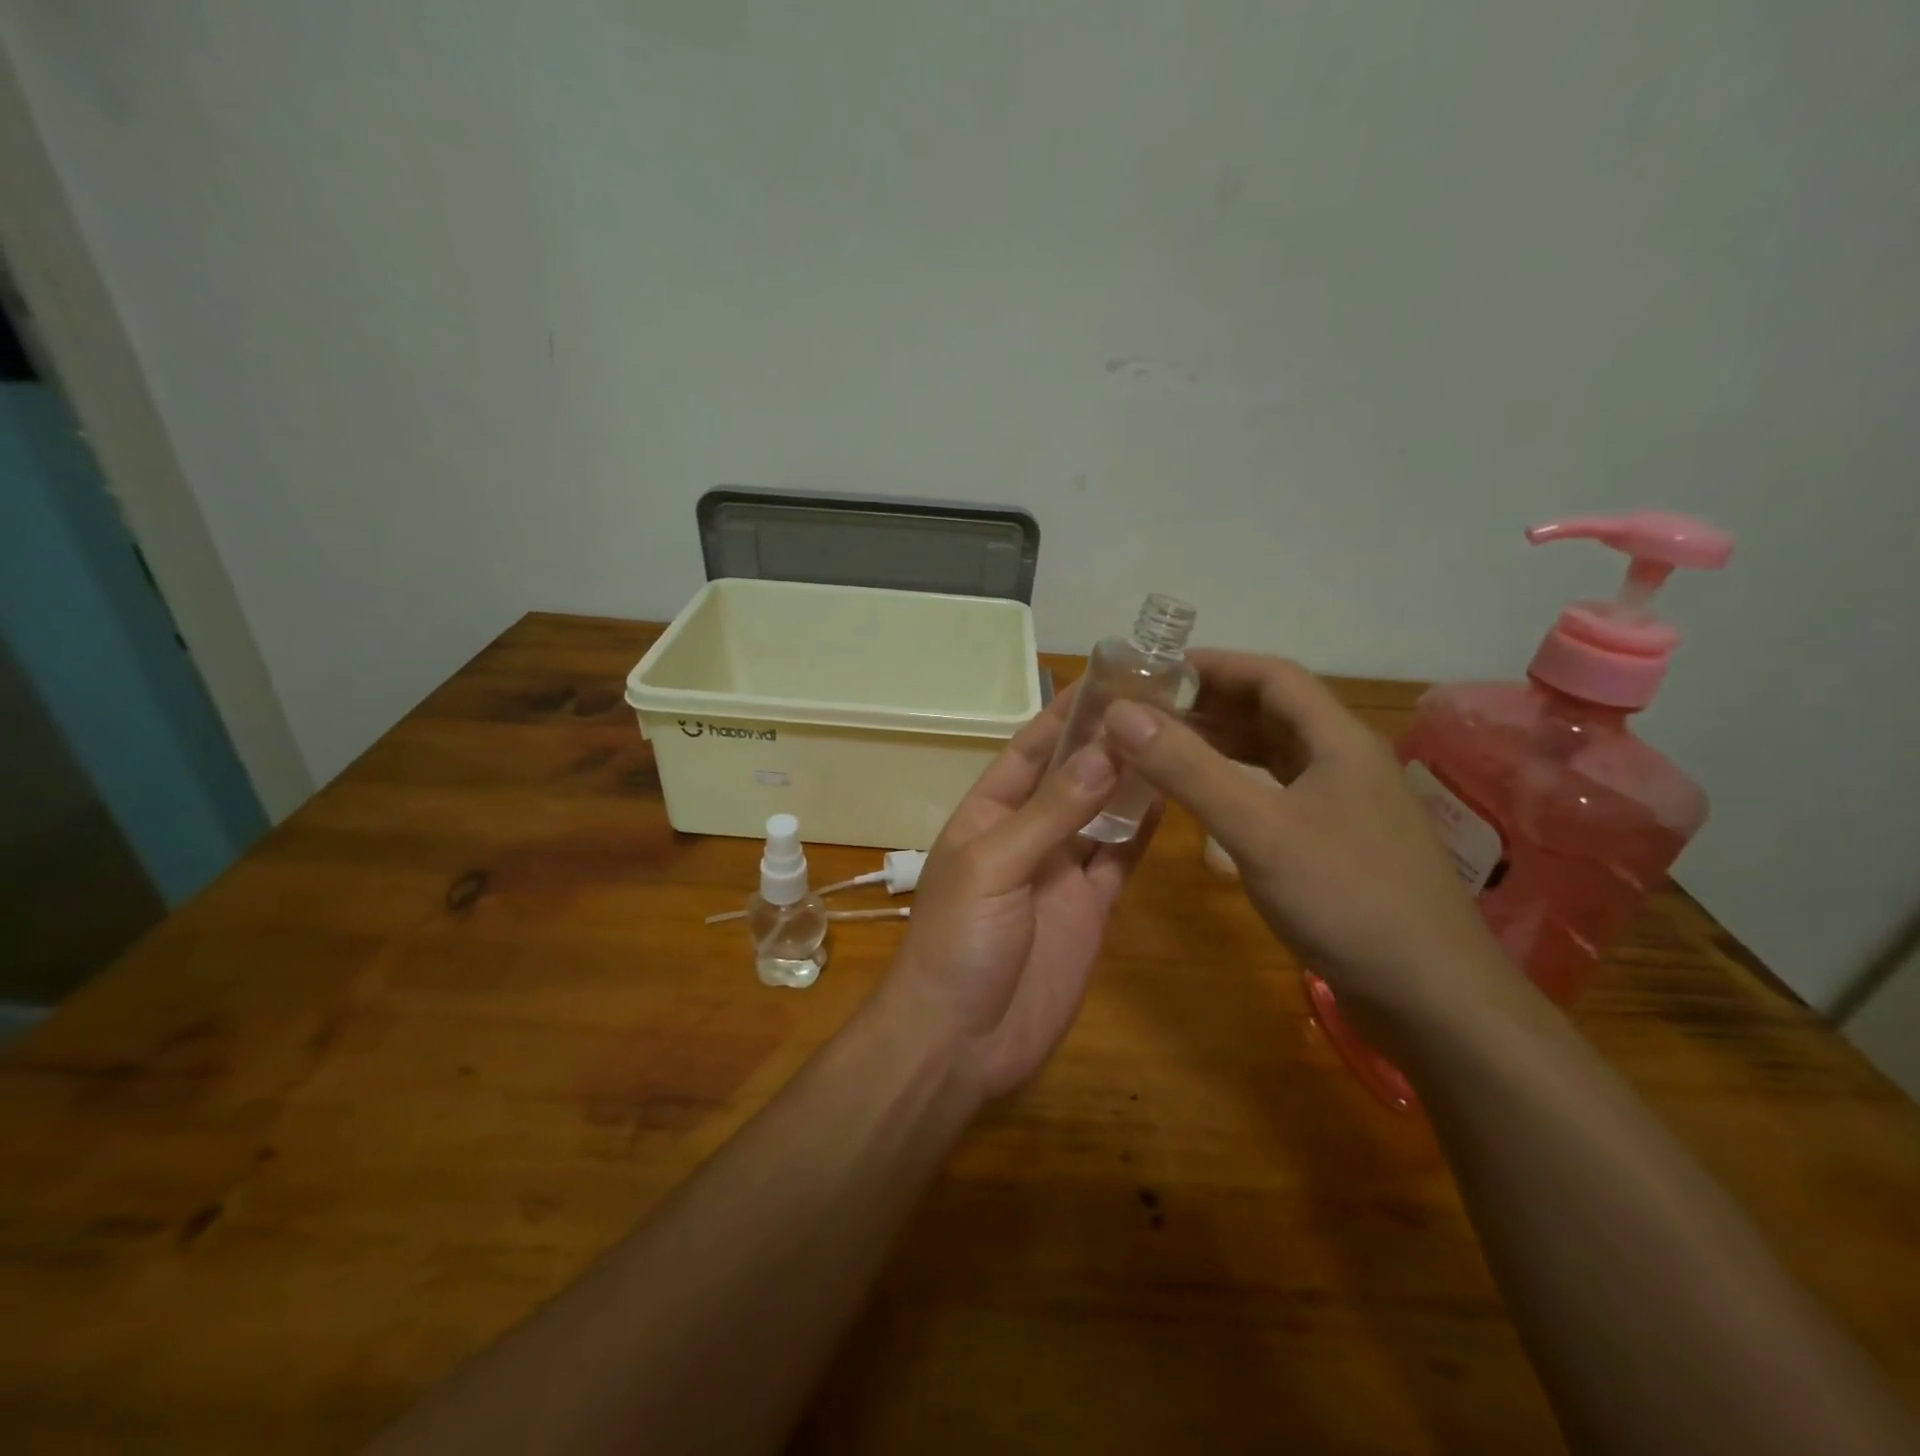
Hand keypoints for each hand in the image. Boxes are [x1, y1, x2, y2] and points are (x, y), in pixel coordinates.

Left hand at [876, 690, 1156, 1103]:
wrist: (961, 1041)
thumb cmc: (958, 942)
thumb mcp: (994, 866)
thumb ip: (1049, 812)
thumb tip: (1104, 751)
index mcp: (988, 814)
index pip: (1029, 749)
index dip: (1063, 714)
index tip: (1107, 677)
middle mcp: (1027, 834)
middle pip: (1072, 775)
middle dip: (1106, 739)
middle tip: (1160, 699)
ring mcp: (1062, 871)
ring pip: (1102, 812)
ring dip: (1131, 778)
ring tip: (1176, 736)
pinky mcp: (1092, 907)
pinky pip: (1120, 858)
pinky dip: (1142, 830)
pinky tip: (1174, 796)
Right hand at [1100, 651, 1515, 1040]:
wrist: (1432, 997)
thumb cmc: (1345, 899)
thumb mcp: (1257, 829)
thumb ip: (1188, 769)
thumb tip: (1122, 714)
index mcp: (1337, 740)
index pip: (1271, 675)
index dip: (1212, 664)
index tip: (1154, 670)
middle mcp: (1345, 761)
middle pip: (1272, 711)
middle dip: (1210, 703)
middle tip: (1147, 711)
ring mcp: (1345, 803)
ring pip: (1275, 753)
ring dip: (1222, 744)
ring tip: (1165, 747)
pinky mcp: (1338, 842)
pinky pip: (1278, 792)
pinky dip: (1238, 784)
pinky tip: (1207, 801)